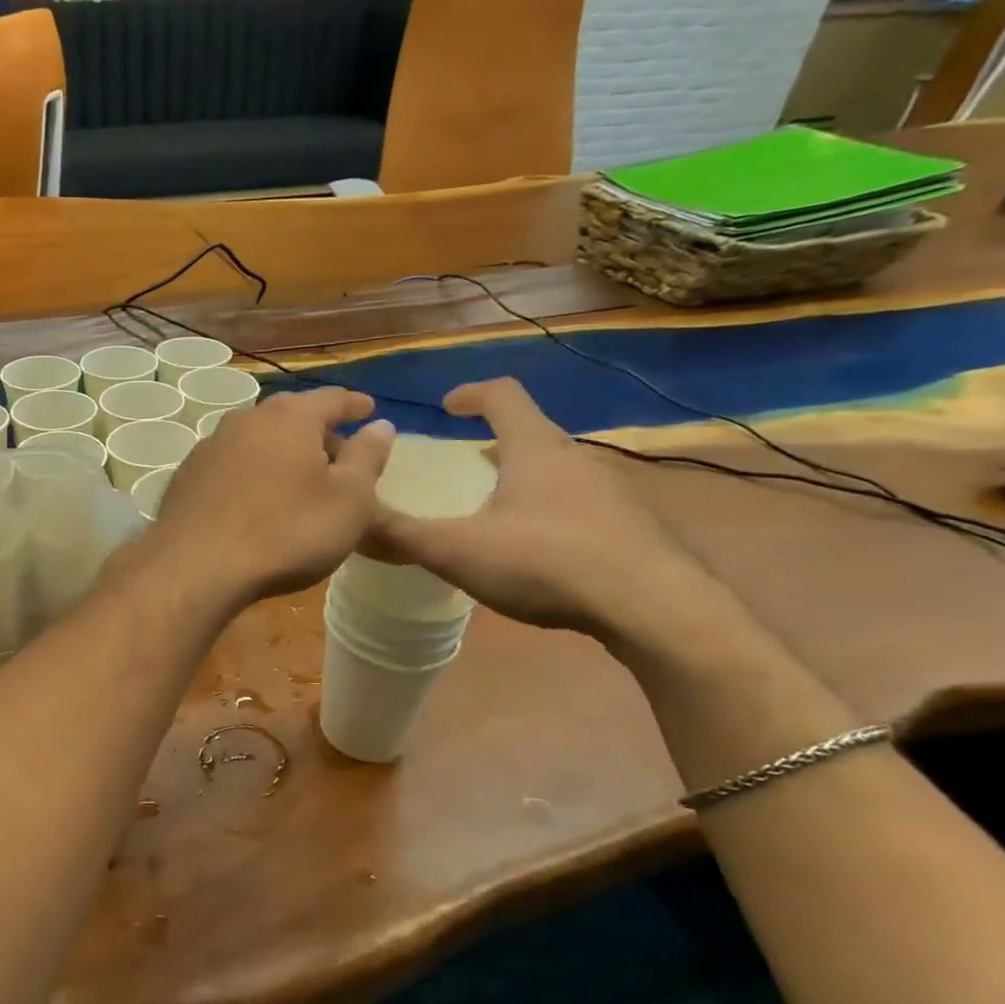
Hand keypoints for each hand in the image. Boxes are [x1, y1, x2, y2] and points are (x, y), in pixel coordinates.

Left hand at [145, 387, 395, 604]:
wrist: (196, 566)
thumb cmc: (286, 531)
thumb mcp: (347, 501)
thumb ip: (367, 458)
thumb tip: (381, 425)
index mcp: (289, 417)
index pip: (331, 399)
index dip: (354, 404)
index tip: (369, 409)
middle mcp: (246, 419)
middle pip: (290, 416)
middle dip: (317, 430)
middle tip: (338, 452)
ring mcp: (210, 446)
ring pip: (257, 439)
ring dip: (281, 451)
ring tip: (299, 476)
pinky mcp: (187, 475)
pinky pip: (232, 464)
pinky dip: (252, 471)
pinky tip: (257, 496)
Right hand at [361, 379, 711, 638]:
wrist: (656, 609)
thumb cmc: (548, 561)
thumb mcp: (458, 551)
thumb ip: (400, 537)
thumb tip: (348, 524)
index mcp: (534, 448)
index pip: (503, 395)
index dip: (470, 393)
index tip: (445, 407)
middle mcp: (576, 458)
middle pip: (531, 431)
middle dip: (494, 440)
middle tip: (462, 464)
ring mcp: (609, 492)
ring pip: (556, 469)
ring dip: (522, 476)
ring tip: (493, 508)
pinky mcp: (630, 527)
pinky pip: (577, 502)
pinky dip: (547, 509)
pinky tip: (535, 550)